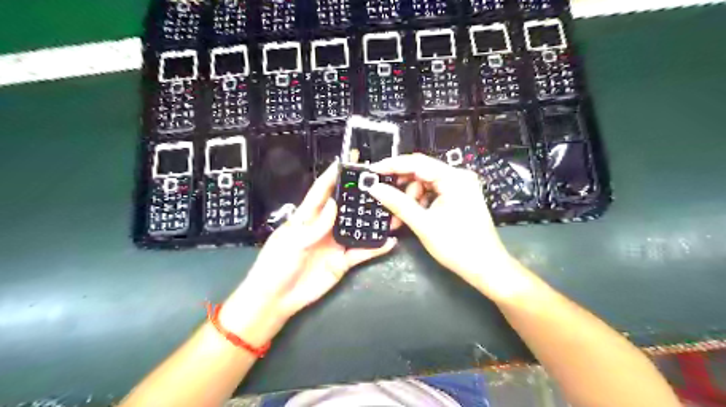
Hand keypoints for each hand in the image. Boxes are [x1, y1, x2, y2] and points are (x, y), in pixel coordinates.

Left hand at [221, 161, 396, 340]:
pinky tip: (390, 241)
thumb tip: (334, 204)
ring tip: (390, 208)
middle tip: (377, 182)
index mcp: (306, 218)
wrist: (276, 299)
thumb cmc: (276, 266)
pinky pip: (362, 252)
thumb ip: (315, 225)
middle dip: (357, 194)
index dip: (332, 177)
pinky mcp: (342, 261)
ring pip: (357, 228)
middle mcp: (324, 227)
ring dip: (371, 220)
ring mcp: (335, 244)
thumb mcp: (292, 242)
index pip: (321, 192)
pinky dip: (376, 247)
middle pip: (344, 207)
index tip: (346, 162)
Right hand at [366, 154, 531, 300]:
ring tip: (397, 219)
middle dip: (400, 188)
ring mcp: (459, 187)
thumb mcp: (423, 224)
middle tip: (382, 200)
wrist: (485, 267)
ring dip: (408, 200)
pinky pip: (432, 194)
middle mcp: (458, 177)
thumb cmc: (457, 246)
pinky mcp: (458, 197)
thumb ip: (397, 203)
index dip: (392, 165)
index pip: (417, 163)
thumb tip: (374, 188)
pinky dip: (419, 204)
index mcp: (454, 178)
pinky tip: (410, 217)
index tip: (371, 172)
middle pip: (420, 173)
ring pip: (424, 185)